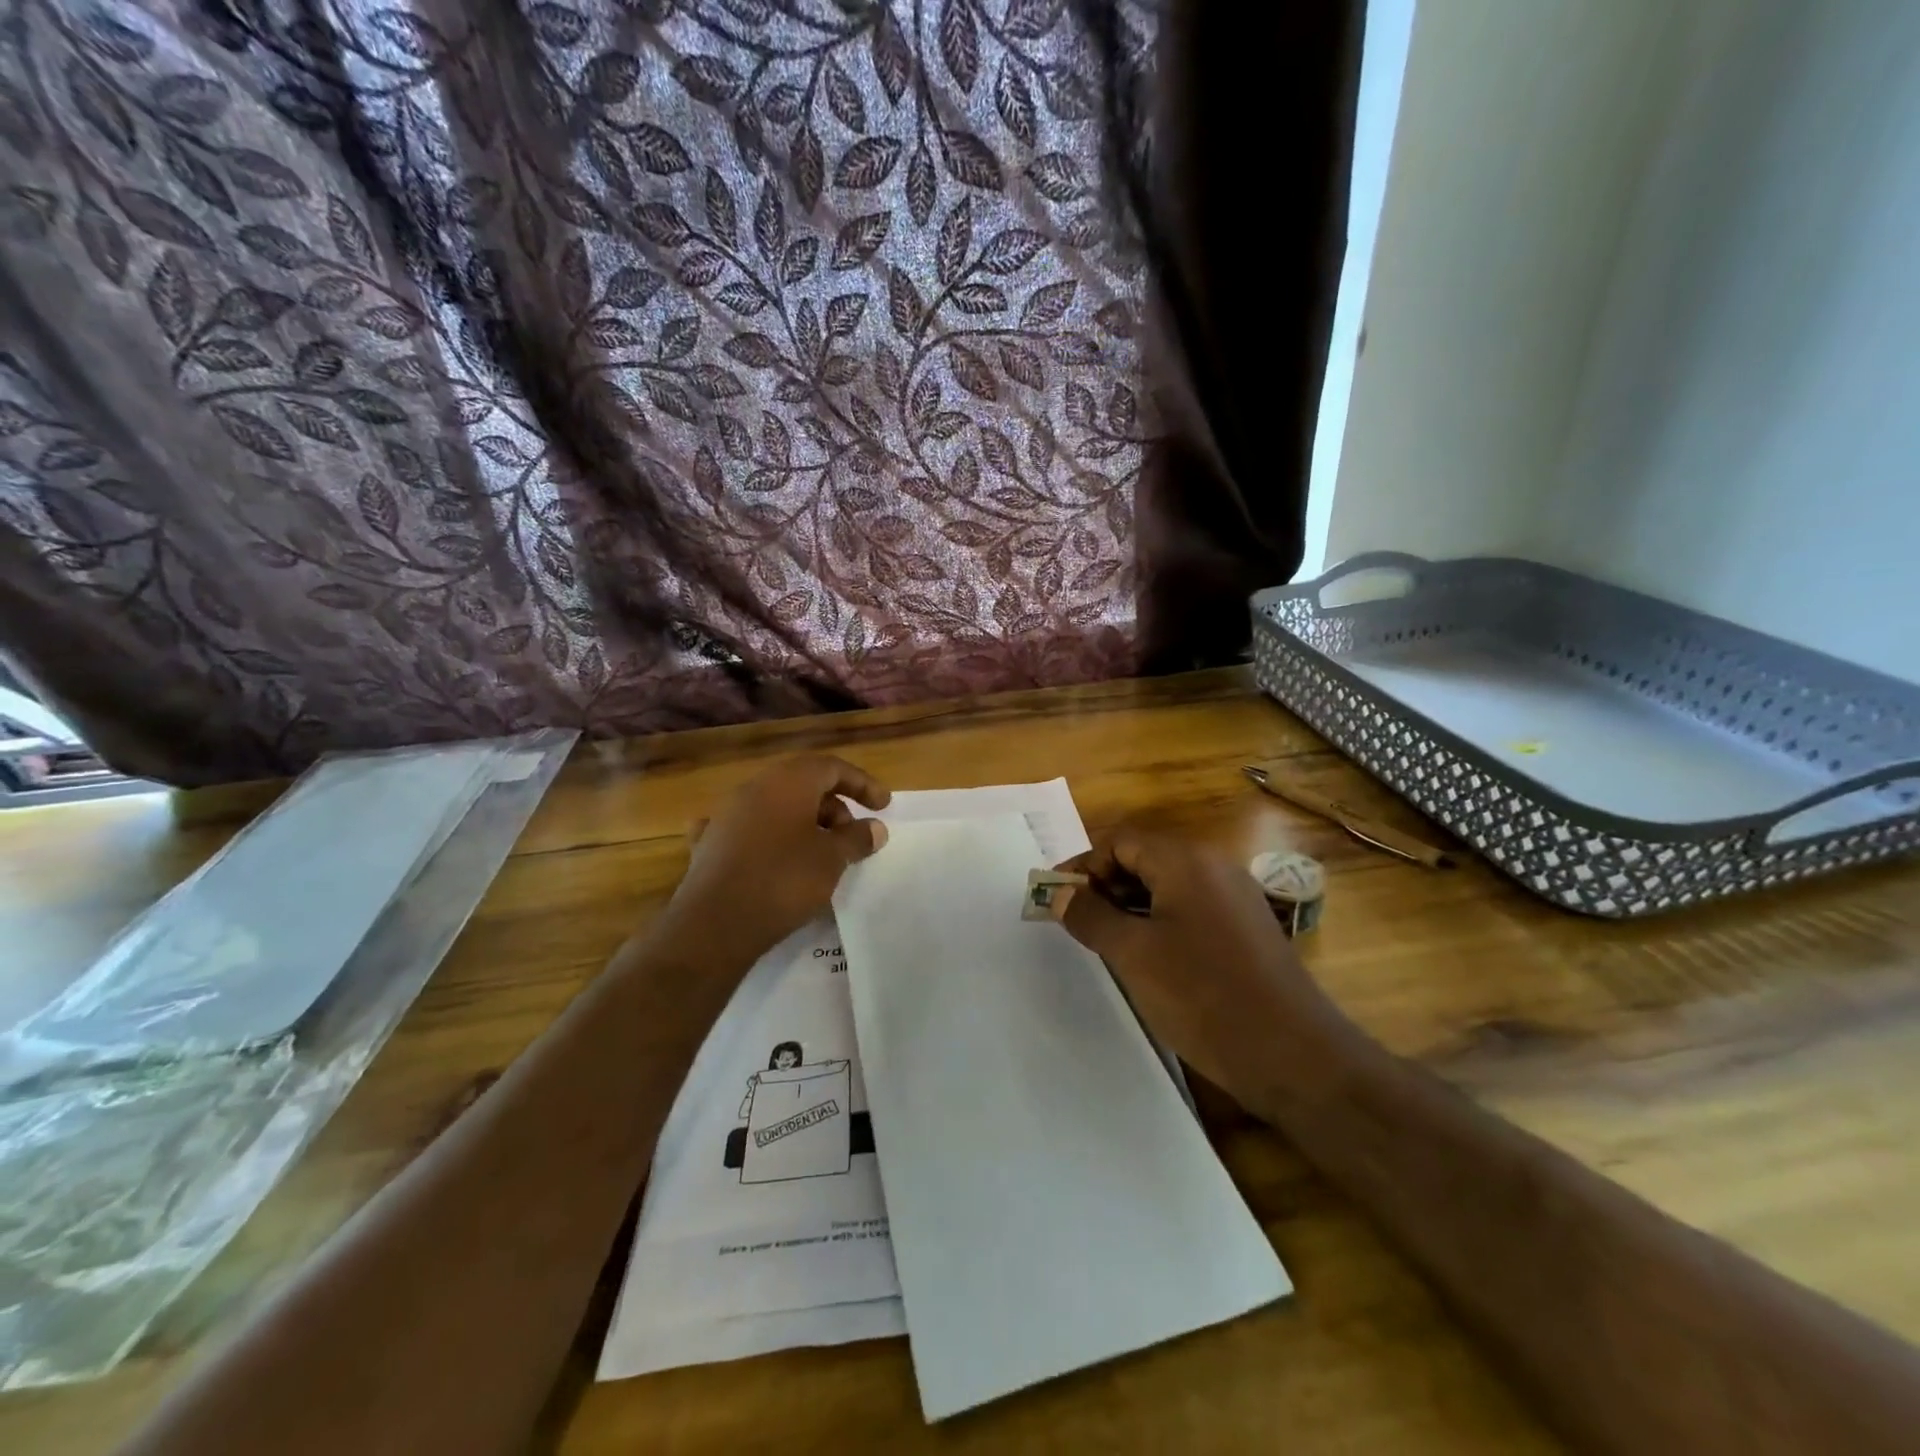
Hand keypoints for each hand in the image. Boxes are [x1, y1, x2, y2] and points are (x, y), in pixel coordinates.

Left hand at [655, 755, 890, 971]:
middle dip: (834, 806)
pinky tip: (771, 855)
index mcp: (787, 782)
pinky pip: (748, 830)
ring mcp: (727, 814)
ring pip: (775, 806)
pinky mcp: (710, 843)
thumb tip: (875, 828)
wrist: (715, 923)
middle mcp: (754, 788)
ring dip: (804, 823)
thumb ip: (856, 838)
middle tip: (851, 838)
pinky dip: (768, 838)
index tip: (883, 806)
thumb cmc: (784, 880)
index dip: (862, 784)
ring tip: (820, 854)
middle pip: (803, 784)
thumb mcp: (832, 859)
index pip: (832, 767)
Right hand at [1058, 829, 1346, 1100]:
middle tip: (1073, 921)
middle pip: (1144, 858)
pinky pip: (1190, 909)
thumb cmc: (1203, 996)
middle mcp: (1214, 867)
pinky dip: (1158, 921)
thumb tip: (1060, 894)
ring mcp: (1235, 898)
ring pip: (1166, 886)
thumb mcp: (1133, 954)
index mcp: (1186, 861)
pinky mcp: (1245, 929)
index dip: (1083, 866)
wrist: (1294, 1056)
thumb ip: (1091, 917)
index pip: (1120, 841)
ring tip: (1101, 940)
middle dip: (1103, 885)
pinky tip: (1144, 956)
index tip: (1054, 898)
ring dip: (1128, 904)